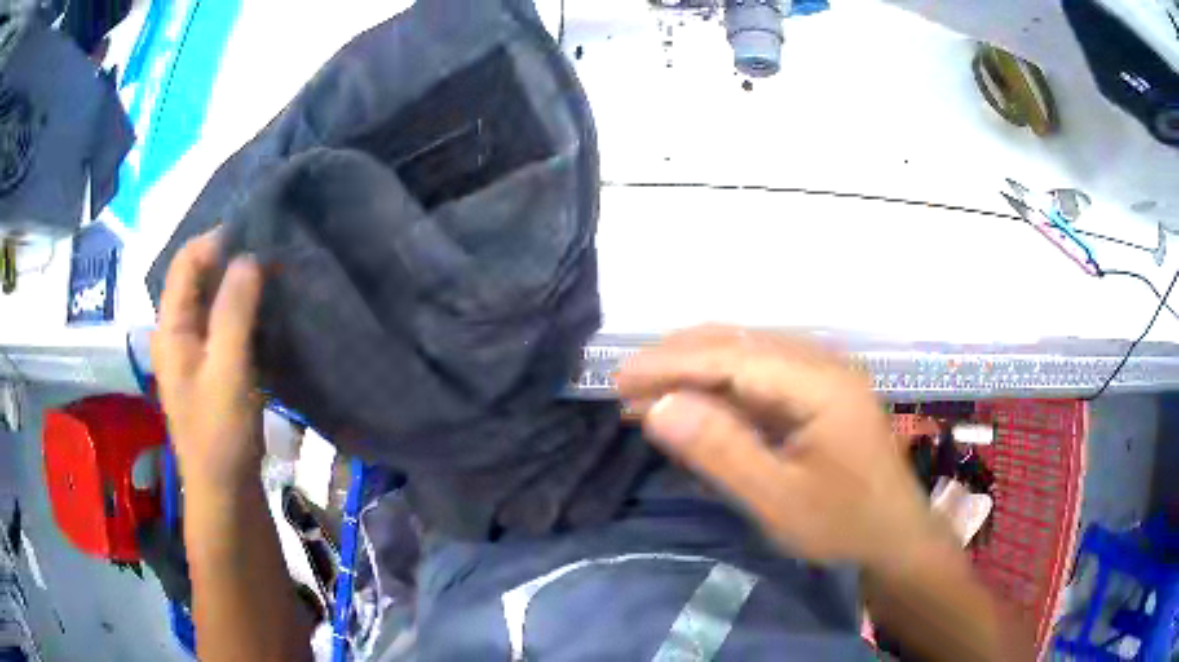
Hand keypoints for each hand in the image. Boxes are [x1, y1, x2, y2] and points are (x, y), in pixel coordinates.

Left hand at [151, 230, 264, 492]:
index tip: (257, 232)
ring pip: (214, 297)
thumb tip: (249, 256)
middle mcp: (177, 329)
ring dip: (240, 282)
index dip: (217, 240)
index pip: (186, 262)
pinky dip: (244, 307)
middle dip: (231, 258)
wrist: (225, 489)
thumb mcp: (227, 372)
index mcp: (170, 327)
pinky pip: (225, 320)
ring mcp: (194, 347)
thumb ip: (234, 313)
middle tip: (272, 250)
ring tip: (276, 272)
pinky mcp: (211, 363)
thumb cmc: (220, 433)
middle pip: (199, 276)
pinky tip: (268, 306)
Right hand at [618, 326, 937, 570]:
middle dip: (678, 359)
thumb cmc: (842, 527)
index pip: (732, 356)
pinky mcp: (819, 392)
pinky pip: (760, 376)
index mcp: (820, 383)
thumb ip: (720, 450)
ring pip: (747, 353)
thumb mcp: (777, 500)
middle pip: (739, 343)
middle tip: (626, 386)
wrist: (894, 538)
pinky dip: (719, 386)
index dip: (672, 364)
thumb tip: (656, 406)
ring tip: (649, 393)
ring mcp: (823, 375)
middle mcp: (822, 363)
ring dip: (695, 369)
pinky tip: (694, 403)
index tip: (619, 380)